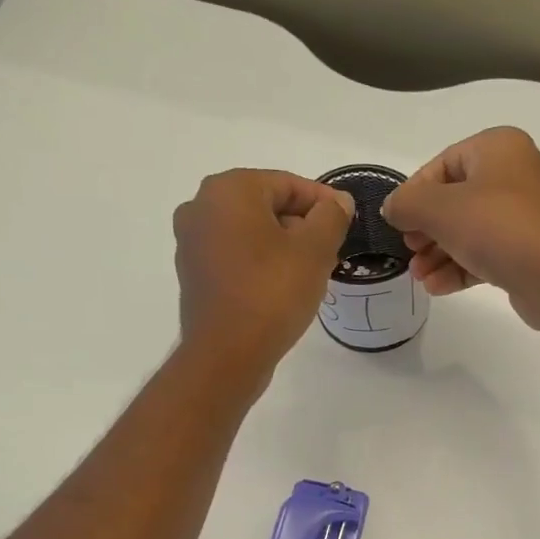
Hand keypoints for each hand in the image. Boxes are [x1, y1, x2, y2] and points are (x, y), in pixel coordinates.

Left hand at [172, 169, 353, 368]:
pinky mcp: (194, 273)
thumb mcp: (315, 250)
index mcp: (229, 190)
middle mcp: (202, 206)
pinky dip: (261, 263)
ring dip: (283, 246)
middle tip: (332, 252)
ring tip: (312, 272)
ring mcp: (192, 241)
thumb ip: (331, 217)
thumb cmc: (273, 293)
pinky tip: (283, 288)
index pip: (288, 184)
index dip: (323, 203)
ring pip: (251, 232)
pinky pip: (236, 256)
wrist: (227, 354)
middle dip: (302, 225)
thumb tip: (338, 202)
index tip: (347, 224)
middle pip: (266, 206)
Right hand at [380, 127, 539, 331]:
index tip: (397, 222)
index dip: (415, 193)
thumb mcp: (440, 209)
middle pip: (456, 200)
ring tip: (419, 277)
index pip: (443, 164)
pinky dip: (461, 268)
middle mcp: (515, 175)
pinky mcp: (529, 251)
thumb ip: (408, 204)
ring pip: (470, 231)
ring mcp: (525, 216)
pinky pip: (487, 254)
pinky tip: (437, 287)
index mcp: (498, 148)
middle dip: (427, 230)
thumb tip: (392, 208)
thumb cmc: (497, 227)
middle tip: (408, 252)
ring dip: (440, 254)